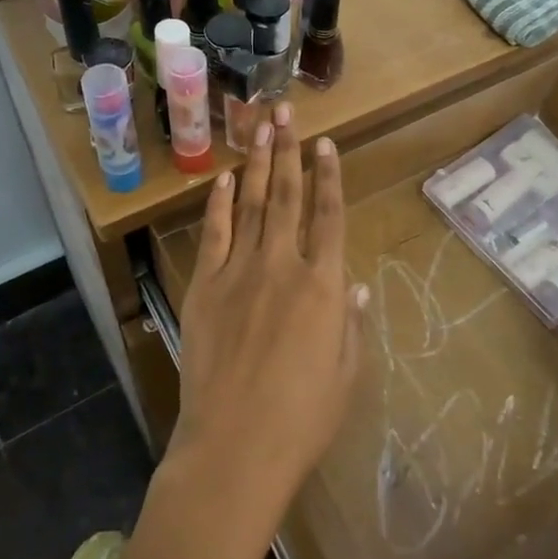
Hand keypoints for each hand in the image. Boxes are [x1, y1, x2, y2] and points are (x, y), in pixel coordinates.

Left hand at [169, 104, 365, 541]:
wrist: (234, 448)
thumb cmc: (301, 419)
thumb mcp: (344, 374)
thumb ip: (350, 323)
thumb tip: (352, 283)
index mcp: (323, 286)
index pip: (329, 216)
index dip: (329, 176)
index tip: (325, 143)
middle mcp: (282, 266)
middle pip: (289, 196)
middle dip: (289, 150)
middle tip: (285, 110)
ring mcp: (239, 272)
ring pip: (253, 205)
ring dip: (259, 163)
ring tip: (261, 126)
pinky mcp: (204, 287)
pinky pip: (215, 234)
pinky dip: (221, 203)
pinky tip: (227, 178)